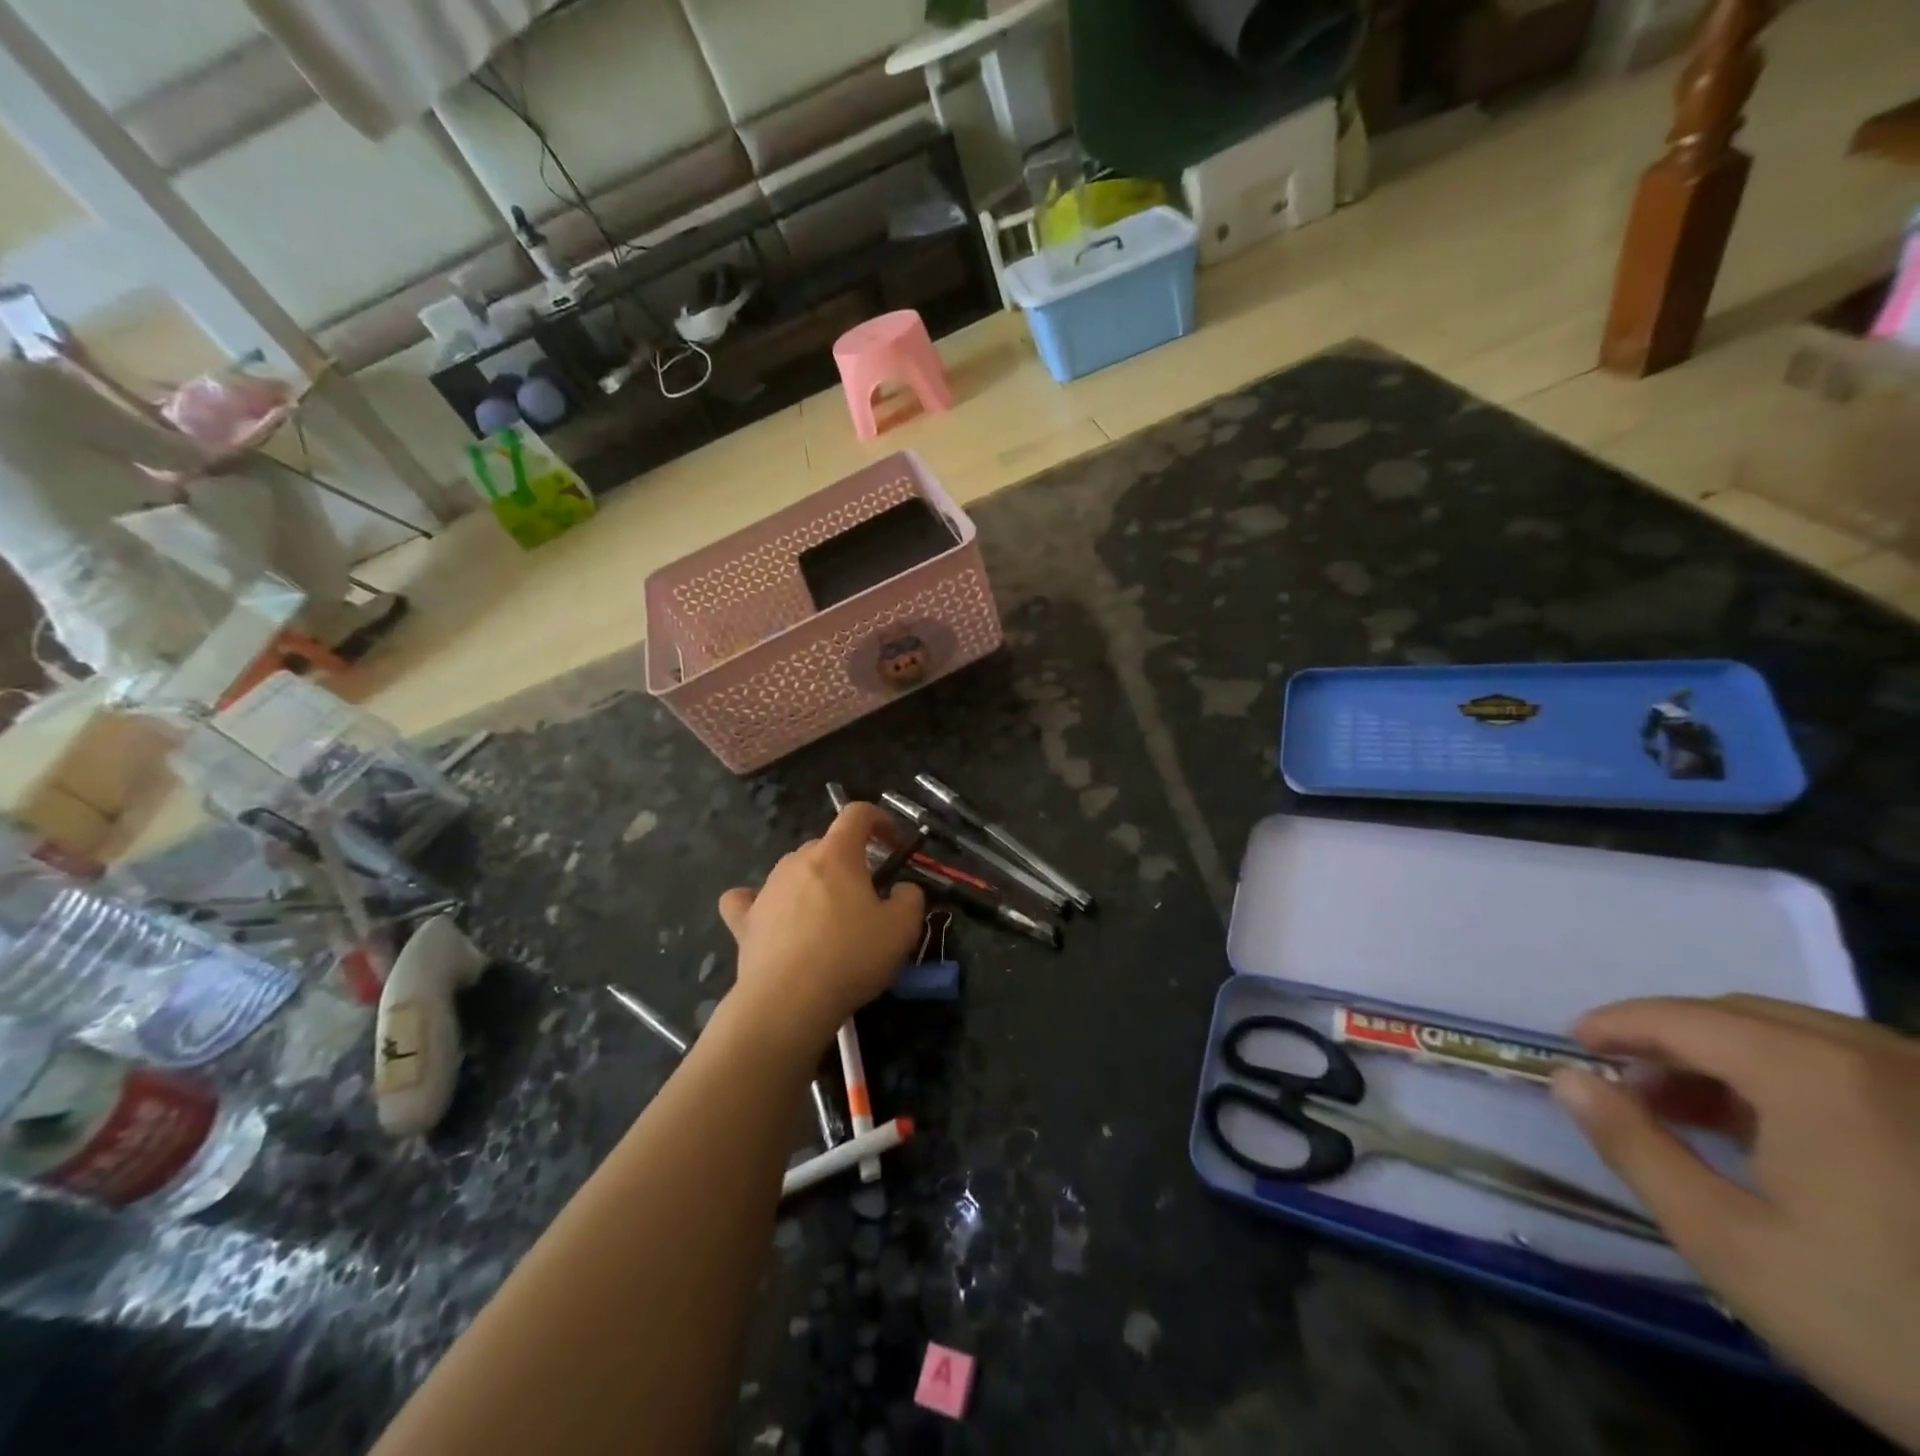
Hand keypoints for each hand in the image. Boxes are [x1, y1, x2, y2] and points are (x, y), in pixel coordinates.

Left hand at [716, 803, 924, 1055]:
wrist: (789, 1002)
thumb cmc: (851, 956)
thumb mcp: (902, 928)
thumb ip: (911, 897)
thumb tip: (903, 889)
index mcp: (836, 854)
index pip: (857, 813)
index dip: (881, 820)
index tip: (896, 845)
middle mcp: (797, 860)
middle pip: (827, 846)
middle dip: (850, 861)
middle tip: (869, 895)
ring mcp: (766, 888)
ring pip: (794, 870)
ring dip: (814, 883)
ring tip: (827, 918)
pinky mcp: (744, 920)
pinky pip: (748, 899)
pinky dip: (760, 902)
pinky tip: (769, 916)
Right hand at [1553, 995, 1919, 1448]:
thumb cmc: (1890, 1330)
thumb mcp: (1730, 1245)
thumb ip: (1634, 1147)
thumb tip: (1567, 1078)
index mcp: (1814, 1076)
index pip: (1682, 1017)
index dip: (1617, 1025)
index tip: (1573, 1047)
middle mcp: (1884, 1061)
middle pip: (1742, 1016)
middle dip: (1672, 1040)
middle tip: (1628, 1086)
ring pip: (1804, 1038)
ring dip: (1730, 1059)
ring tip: (1694, 1112)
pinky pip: (1861, 1070)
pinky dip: (1795, 1080)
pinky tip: (1782, 1136)